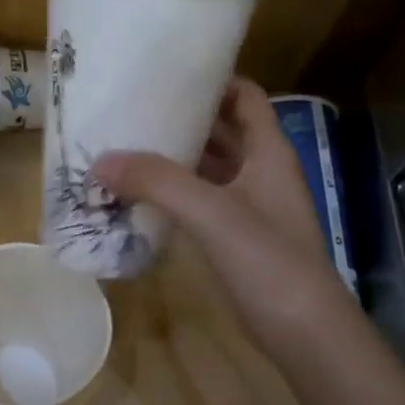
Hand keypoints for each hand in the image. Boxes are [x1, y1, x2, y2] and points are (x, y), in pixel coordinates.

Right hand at [92, 78, 347, 351]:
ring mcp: (249, 206)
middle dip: (182, 117)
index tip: (166, 71)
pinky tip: (139, 195)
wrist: (303, 333)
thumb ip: (158, 182)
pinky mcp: (236, 237)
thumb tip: (101, 160)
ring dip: (174, 158)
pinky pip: (201, 201)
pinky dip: (174, 193)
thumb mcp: (213, 213)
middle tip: (131, 108)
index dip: (213, 79)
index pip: (244, 96)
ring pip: (208, 168)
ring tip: (125, 146)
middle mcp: (260, 172)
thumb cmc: (269, 261)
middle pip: (221, 130)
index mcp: (268, 152)